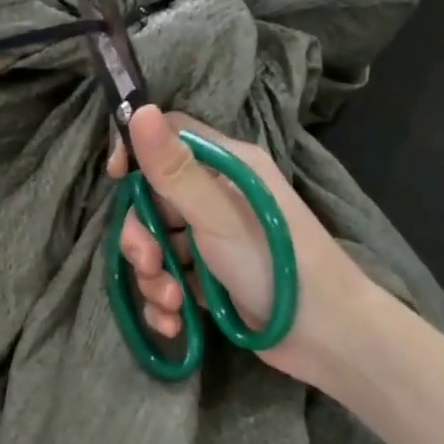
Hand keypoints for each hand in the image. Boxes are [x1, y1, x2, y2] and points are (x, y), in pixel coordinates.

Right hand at [107, 106, 371, 390]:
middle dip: (142, 237)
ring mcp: (216, 240)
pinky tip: (175, 323)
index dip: (137, 152)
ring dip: (154, 278)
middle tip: (149, 264)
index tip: (116, 178)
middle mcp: (220, 196)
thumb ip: (174, 168)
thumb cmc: (275, 263)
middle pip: (154, 200)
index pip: (170, 136)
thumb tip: (140, 108)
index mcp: (228, 166)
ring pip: (160, 246)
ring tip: (172, 303)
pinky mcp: (214, 279)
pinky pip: (174, 280)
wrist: (327, 335)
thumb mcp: (217, 215)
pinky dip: (167, 302)